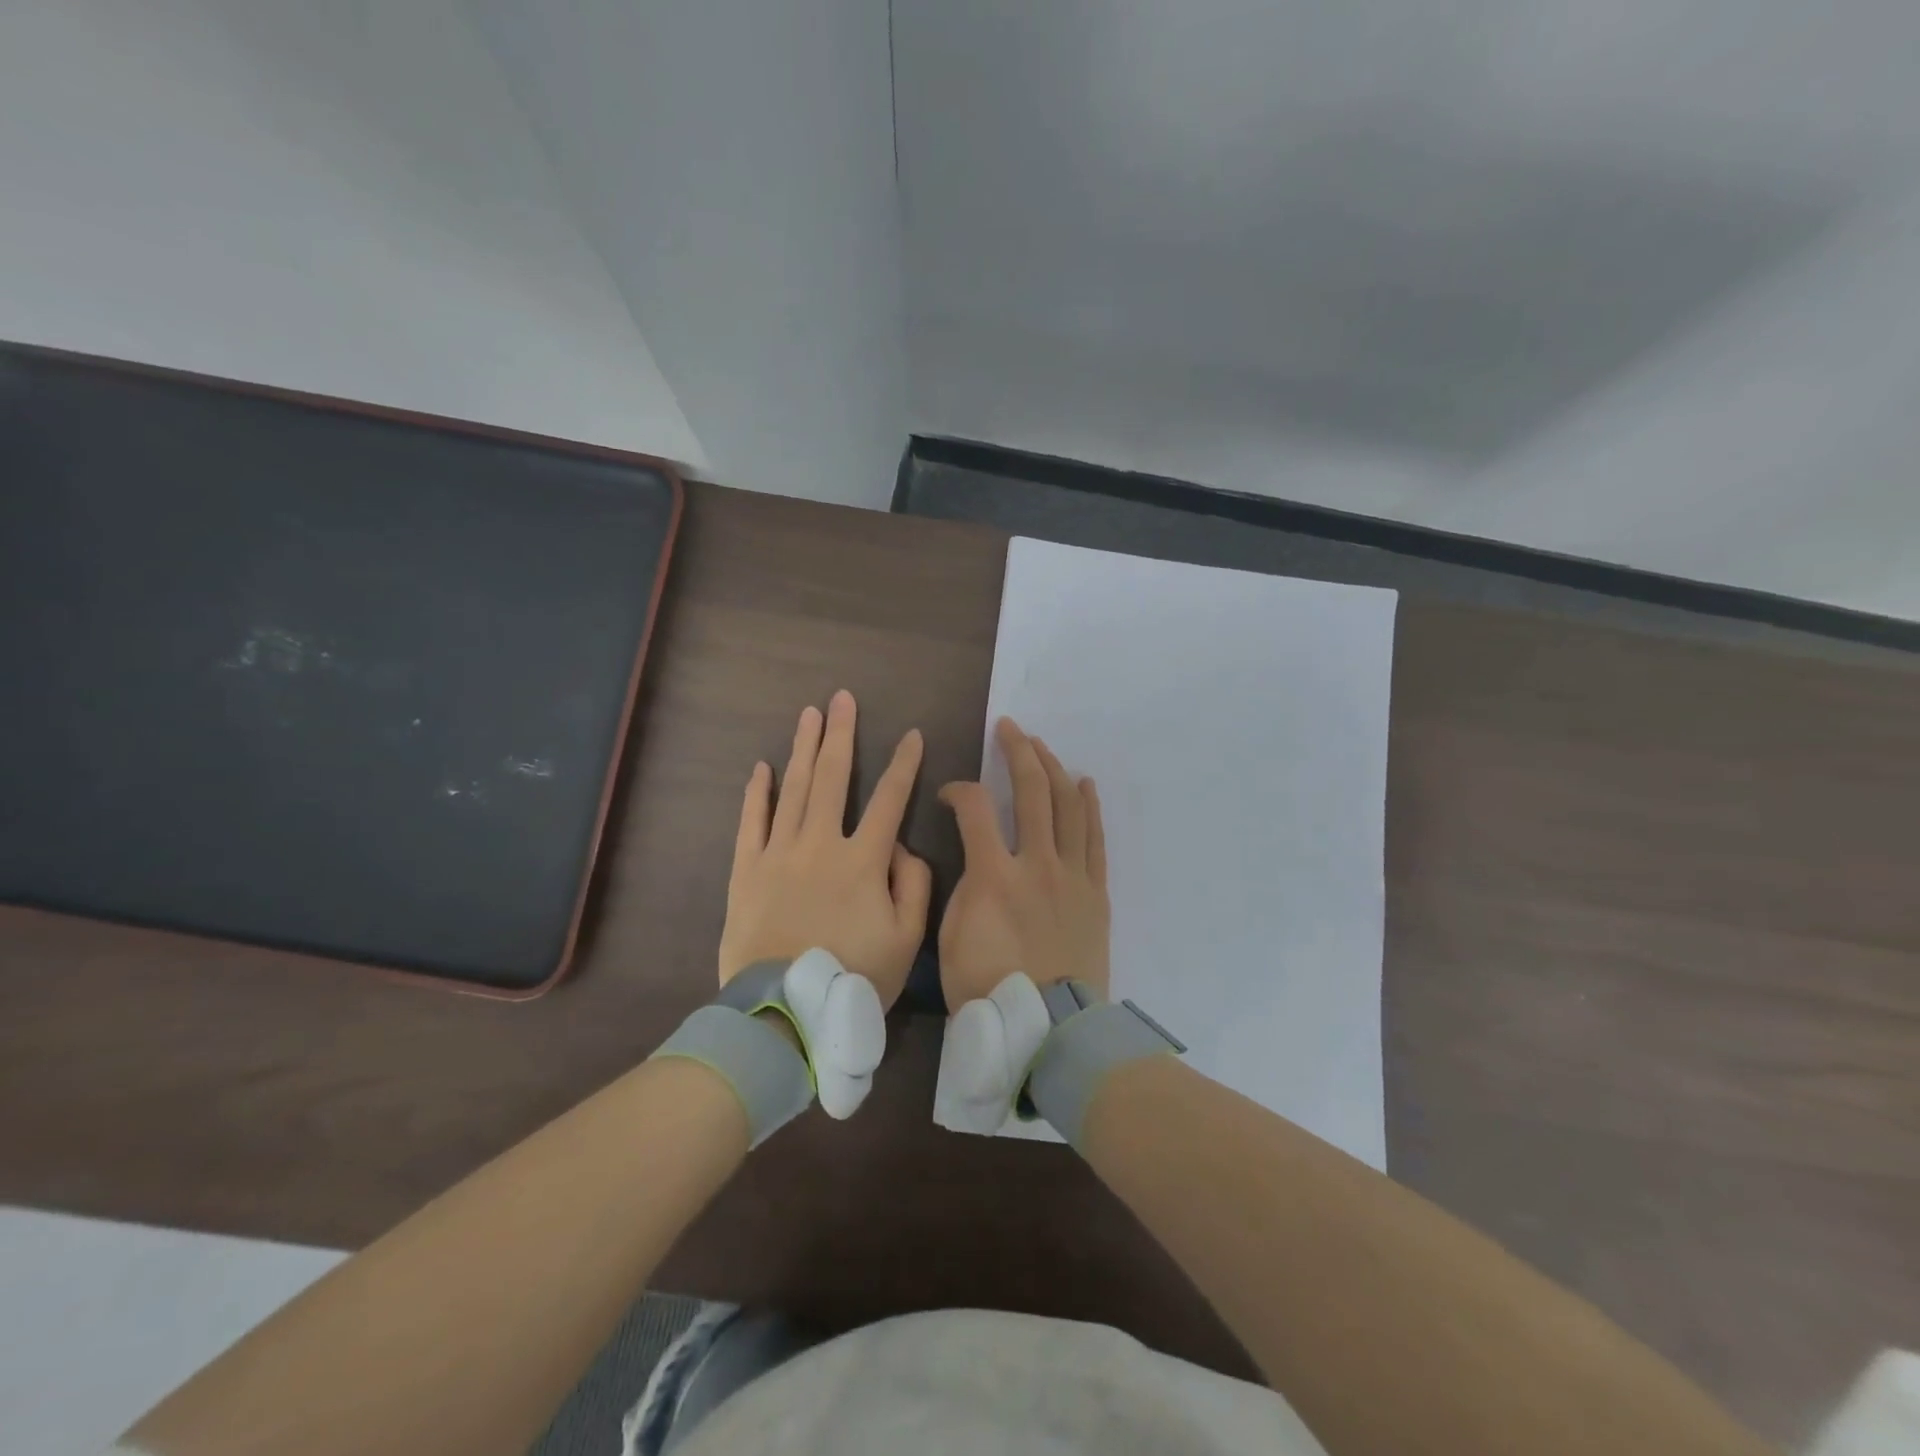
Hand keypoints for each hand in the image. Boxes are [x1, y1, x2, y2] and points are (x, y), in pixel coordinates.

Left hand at [719, 690, 931, 1010]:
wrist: (784, 1011)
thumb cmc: (853, 977)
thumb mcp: (905, 940)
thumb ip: (914, 887)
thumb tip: (902, 848)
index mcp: (863, 860)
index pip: (889, 800)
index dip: (904, 765)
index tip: (912, 735)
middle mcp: (820, 844)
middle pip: (832, 778)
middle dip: (840, 734)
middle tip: (842, 698)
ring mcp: (778, 853)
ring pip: (792, 789)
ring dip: (802, 748)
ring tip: (808, 714)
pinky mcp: (746, 870)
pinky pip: (751, 822)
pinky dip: (757, 793)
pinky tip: (761, 767)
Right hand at [937, 717, 1109, 1009]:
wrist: (1049, 1028)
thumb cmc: (988, 988)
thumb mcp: (951, 938)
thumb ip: (963, 888)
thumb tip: (976, 863)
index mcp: (994, 873)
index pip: (975, 807)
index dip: (958, 790)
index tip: (950, 796)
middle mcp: (1037, 862)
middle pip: (1031, 791)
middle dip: (1018, 752)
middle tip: (1010, 728)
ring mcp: (1072, 875)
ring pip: (1067, 806)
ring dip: (1054, 770)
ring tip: (1042, 746)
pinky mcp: (1096, 891)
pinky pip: (1094, 839)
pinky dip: (1089, 807)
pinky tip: (1084, 784)